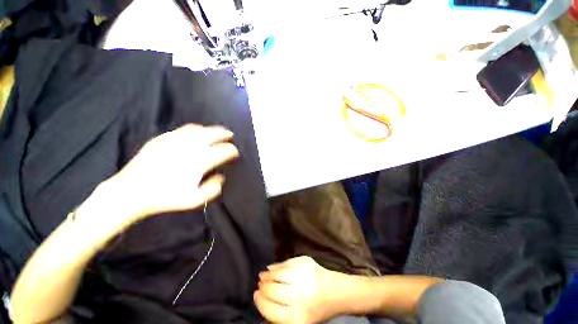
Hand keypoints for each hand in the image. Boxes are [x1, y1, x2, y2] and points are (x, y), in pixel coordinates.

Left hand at [97, 124, 238, 225]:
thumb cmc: (165, 198)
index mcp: (200, 160)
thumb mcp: (194, 200)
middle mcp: (190, 146)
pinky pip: (183, 129)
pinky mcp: (163, 138)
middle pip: (213, 134)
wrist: (132, 191)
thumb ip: (213, 189)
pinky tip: (196, 132)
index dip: (232, 151)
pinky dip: (194, 129)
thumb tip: (220, 177)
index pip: (223, 151)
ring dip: (211, 129)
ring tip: (216, 131)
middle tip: (230, 135)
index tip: (234, 153)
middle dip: (224, 134)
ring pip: (199, 129)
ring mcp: (175, 140)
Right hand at [254, 256, 338, 323]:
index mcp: (297, 318)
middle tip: (259, 284)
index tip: (255, 295)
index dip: (260, 302)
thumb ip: (279, 315)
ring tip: (263, 275)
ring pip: (277, 274)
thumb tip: (261, 300)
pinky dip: (277, 266)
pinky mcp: (305, 262)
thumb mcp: (298, 320)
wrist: (336, 292)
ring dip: (267, 275)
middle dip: (263, 287)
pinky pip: (286, 263)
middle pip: (272, 290)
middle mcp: (300, 297)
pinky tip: (272, 268)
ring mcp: (303, 276)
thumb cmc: (315, 309)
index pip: (270, 310)